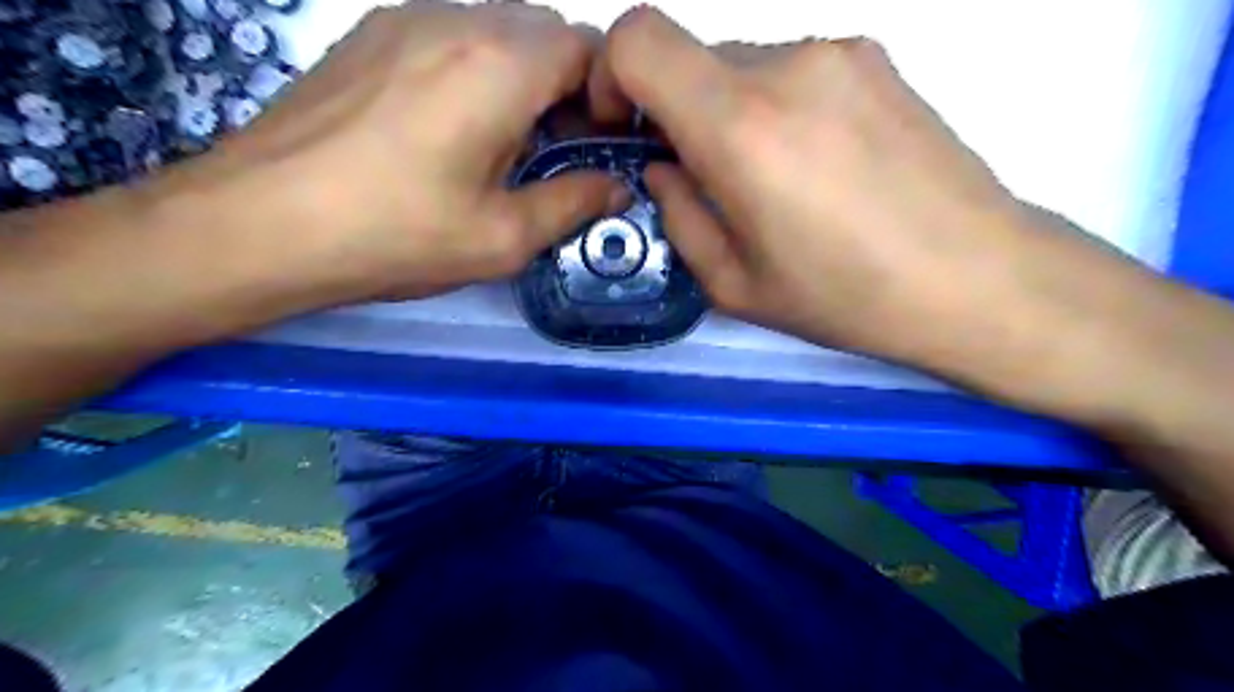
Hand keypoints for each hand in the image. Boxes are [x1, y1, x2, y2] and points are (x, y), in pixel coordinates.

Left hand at [201, 0, 627, 303]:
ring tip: (502, 145)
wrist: (259, 224)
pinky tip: (450, 129)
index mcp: (500, 66)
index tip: (596, 145)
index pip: (587, 47)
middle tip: (553, 151)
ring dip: (520, 78)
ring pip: (495, 29)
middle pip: (543, 31)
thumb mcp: (503, 237)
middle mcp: (456, 20)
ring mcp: (403, 19)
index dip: (606, 95)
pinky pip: (448, 35)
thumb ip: (573, 203)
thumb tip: (618, 187)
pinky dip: (474, 71)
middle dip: (566, 86)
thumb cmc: (396, 236)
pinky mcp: (368, 34)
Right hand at [584, 6, 1163, 395]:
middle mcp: (786, 65)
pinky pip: (792, 70)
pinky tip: (818, 166)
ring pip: (742, 66)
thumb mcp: (734, 284)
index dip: (611, 74)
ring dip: (732, 114)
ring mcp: (838, 51)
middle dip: (679, 113)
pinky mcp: (876, 57)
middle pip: (691, 58)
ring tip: (776, 183)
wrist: (977, 277)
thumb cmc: (846, 296)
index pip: (638, 38)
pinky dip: (777, 108)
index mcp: (740, 128)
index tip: (626, 128)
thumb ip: (678, 215)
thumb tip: (663, 168)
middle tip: (709, 181)